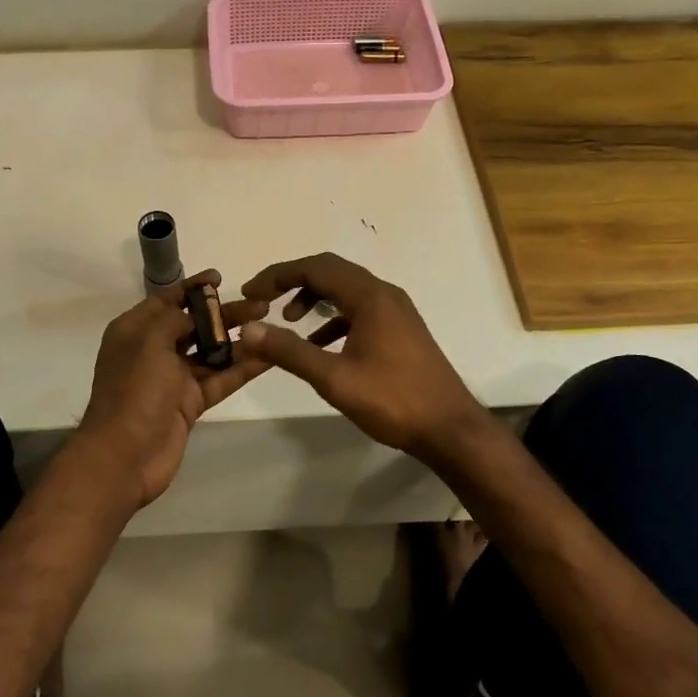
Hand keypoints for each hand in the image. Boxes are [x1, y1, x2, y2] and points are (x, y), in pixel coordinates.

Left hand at [74, 270, 270, 508]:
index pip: (166, 300)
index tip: (219, 277)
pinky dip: (242, 368)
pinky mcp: (190, 403)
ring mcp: (173, 378)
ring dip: (238, 340)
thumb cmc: (133, 390)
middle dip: (225, 313)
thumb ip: (175, 320)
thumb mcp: (149, 341)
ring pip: (211, 352)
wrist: (124, 456)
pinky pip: (220, 379)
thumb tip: (196, 315)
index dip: (192, 288)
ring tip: (270, 325)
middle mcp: (153, 350)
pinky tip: (268, 357)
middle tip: (261, 304)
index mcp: (134, 331)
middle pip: (194, 324)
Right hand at [236, 253, 494, 465]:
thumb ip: (289, 351)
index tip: (250, 292)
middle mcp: (384, 294)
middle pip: (331, 271)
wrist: (450, 428)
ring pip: (346, 290)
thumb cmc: (392, 400)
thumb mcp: (334, 378)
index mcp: (369, 297)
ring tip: (288, 322)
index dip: (277, 276)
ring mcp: (396, 311)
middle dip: (293, 281)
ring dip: (314, 298)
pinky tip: (319, 344)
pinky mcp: (400, 329)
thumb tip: (247, 330)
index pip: (315, 268)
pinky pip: (359, 309)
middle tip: (263, 300)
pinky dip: (334, 318)